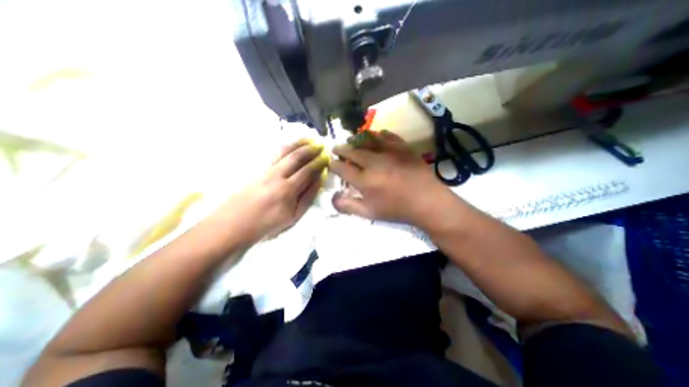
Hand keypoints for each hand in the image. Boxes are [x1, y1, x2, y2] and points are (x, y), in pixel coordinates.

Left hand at [211, 141, 326, 243]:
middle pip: (296, 156)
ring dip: (298, 143)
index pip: (308, 170)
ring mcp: (265, 170)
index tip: (327, 157)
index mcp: (288, 189)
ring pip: (284, 151)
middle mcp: (277, 175)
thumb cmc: (268, 224)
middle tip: (320, 145)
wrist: (234, 224)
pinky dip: (285, 146)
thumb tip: (319, 179)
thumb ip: (308, 197)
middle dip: (310, 149)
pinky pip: (274, 153)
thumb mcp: (294, 216)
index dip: (319, 162)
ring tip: (308, 139)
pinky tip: (290, 145)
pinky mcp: (257, 169)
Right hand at [329, 130, 452, 226]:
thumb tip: (333, 197)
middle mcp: (373, 162)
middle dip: (341, 149)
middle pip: (351, 151)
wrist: (427, 201)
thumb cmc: (397, 209)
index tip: (331, 164)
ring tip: (351, 140)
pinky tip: (376, 137)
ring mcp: (388, 152)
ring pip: (366, 140)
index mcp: (364, 180)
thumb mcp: (369, 213)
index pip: (342, 168)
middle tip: (336, 148)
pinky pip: (387, 135)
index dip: (334, 165)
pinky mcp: (402, 147)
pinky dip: (377, 135)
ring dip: (356, 140)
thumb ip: (348, 206)